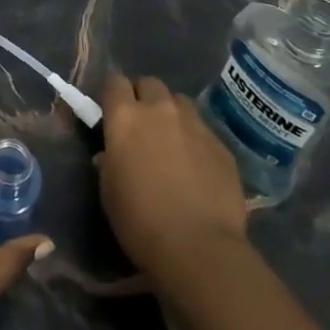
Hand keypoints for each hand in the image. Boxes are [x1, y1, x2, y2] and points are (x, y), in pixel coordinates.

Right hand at [96, 74, 248, 282]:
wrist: (198, 247)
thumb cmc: (140, 220)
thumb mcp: (108, 190)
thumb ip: (108, 161)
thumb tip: (111, 153)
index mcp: (125, 118)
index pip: (114, 82)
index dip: (112, 95)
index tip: (111, 112)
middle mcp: (160, 111)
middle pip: (150, 83)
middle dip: (144, 97)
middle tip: (142, 125)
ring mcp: (195, 126)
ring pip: (180, 102)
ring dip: (172, 114)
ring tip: (172, 140)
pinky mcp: (222, 146)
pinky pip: (204, 130)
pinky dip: (195, 140)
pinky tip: (196, 167)